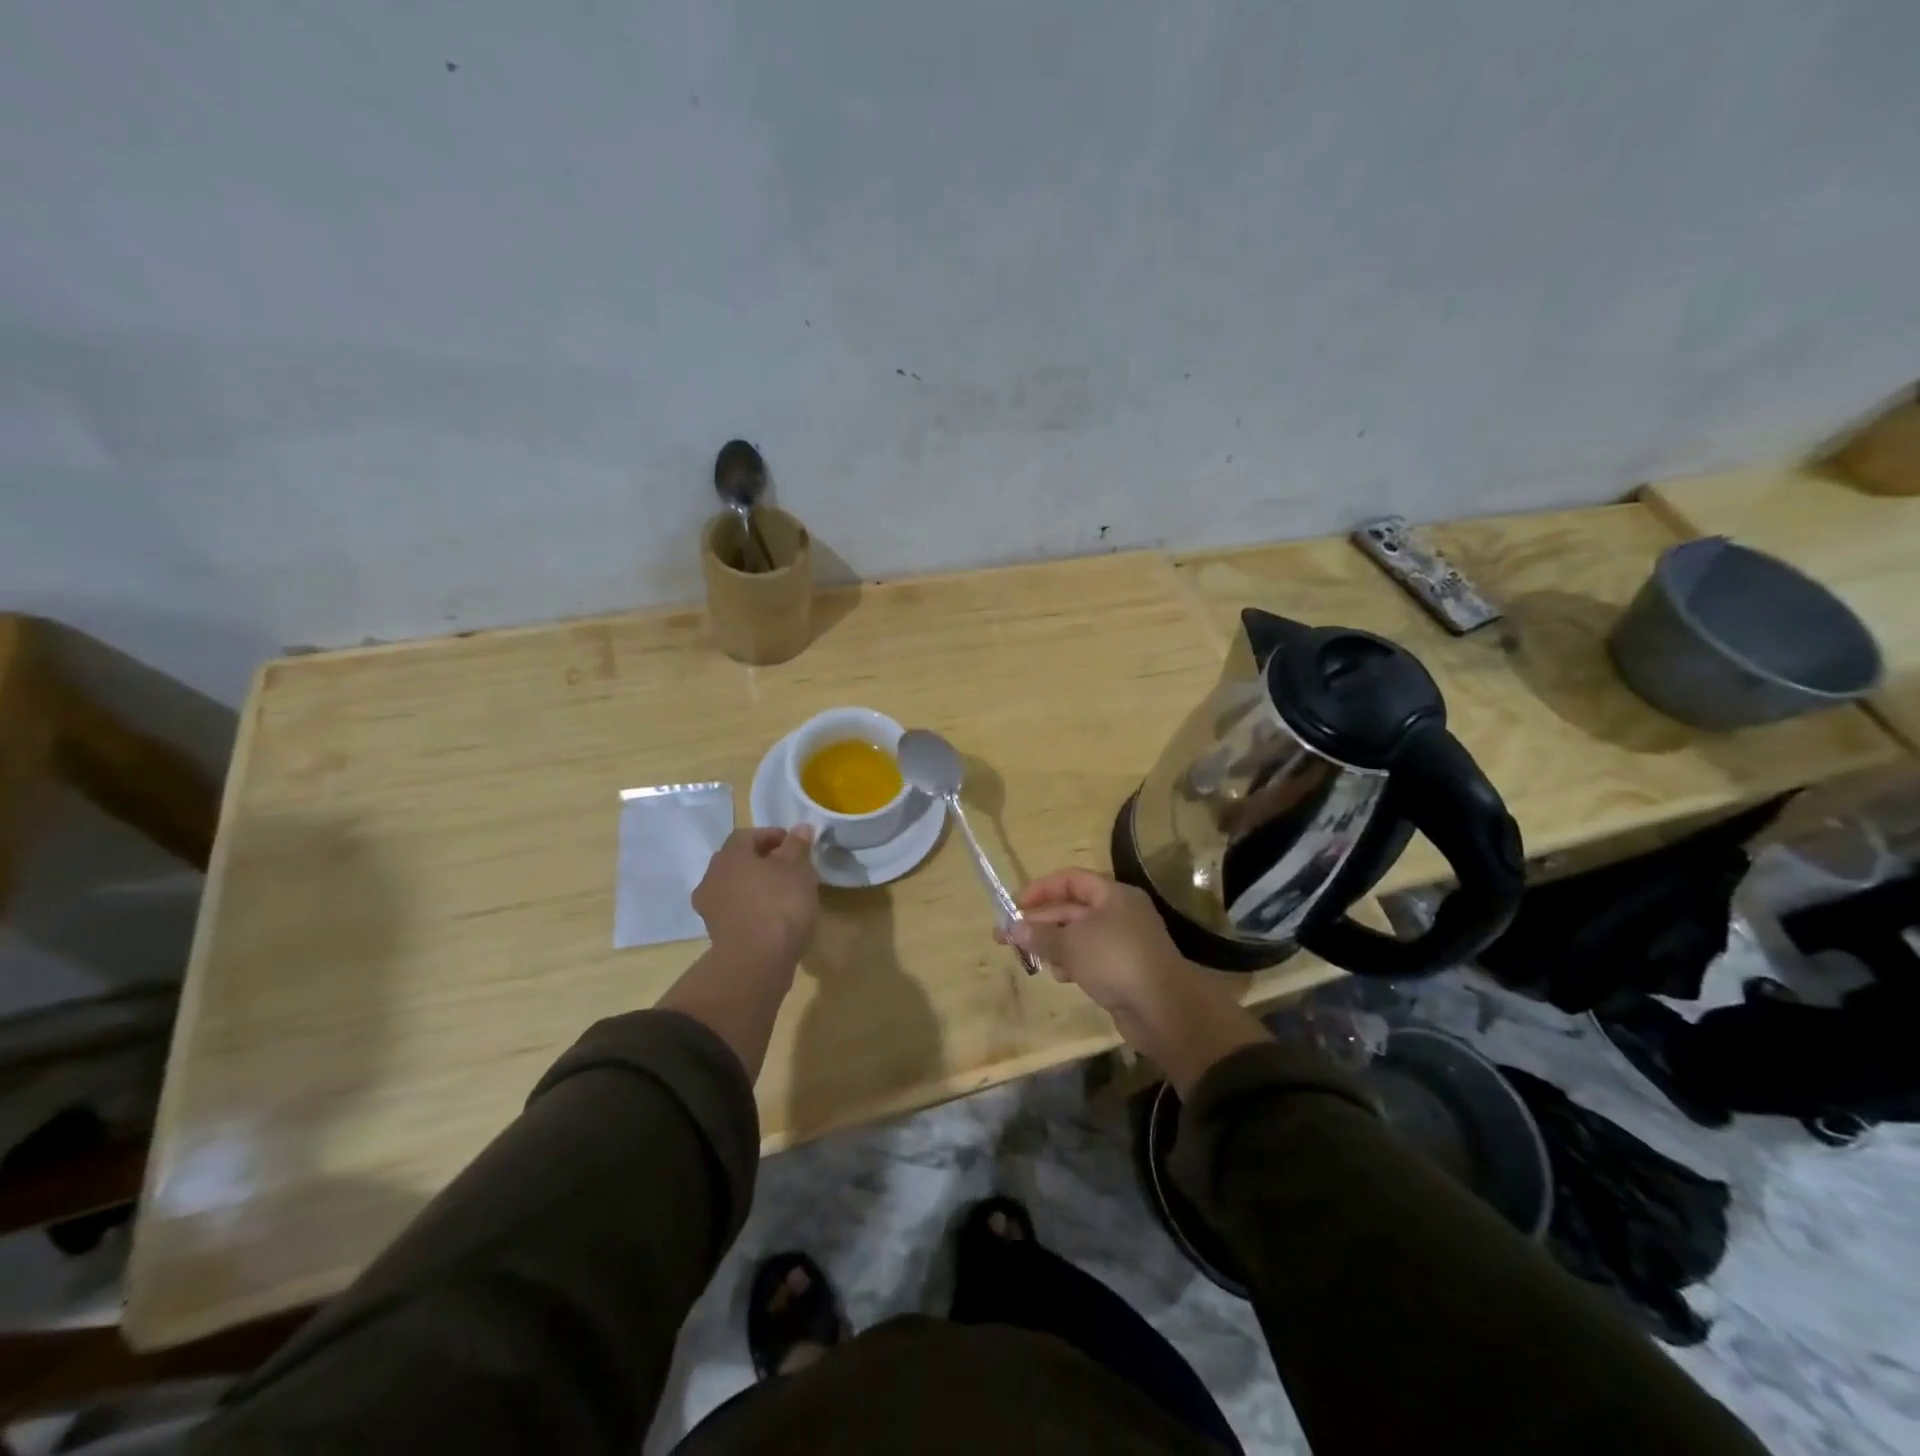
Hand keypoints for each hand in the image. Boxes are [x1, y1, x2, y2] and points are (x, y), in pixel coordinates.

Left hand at [693, 826, 820, 975]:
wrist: (756, 962)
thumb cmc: (779, 904)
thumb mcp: (797, 868)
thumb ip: (797, 845)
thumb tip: (800, 828)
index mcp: (729, 855)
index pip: (747, 835)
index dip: (771, 836)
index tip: (794, 845)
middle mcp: (712, 876)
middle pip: (738, 860)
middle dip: (762, 861)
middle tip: (789, 868)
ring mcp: (710, 907)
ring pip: (735, 886)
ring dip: (755, 886)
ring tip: (784, 894)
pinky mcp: (716, 933)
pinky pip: (735, 910)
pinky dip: (751, 908)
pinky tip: (772, 917)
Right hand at [1003, 868, 1268, 1093]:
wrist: (1163, 1009)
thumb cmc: (1115, 960)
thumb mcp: (1071, 943)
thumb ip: (1040, 934)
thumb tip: (1012, 927)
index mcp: (1113, 895)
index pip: (1071, 880)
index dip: (1041, 889)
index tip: (1014, 904)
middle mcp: (1120, 914)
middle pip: (1072, 909)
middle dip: (1040, 922)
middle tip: (1006, 937)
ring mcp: (1123, 943)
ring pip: (1079, 937)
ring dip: (1054, 945)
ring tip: (1032, 958)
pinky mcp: (1124, 971)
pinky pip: (1090, 959)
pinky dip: (1072, 964)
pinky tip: (1061, 976)